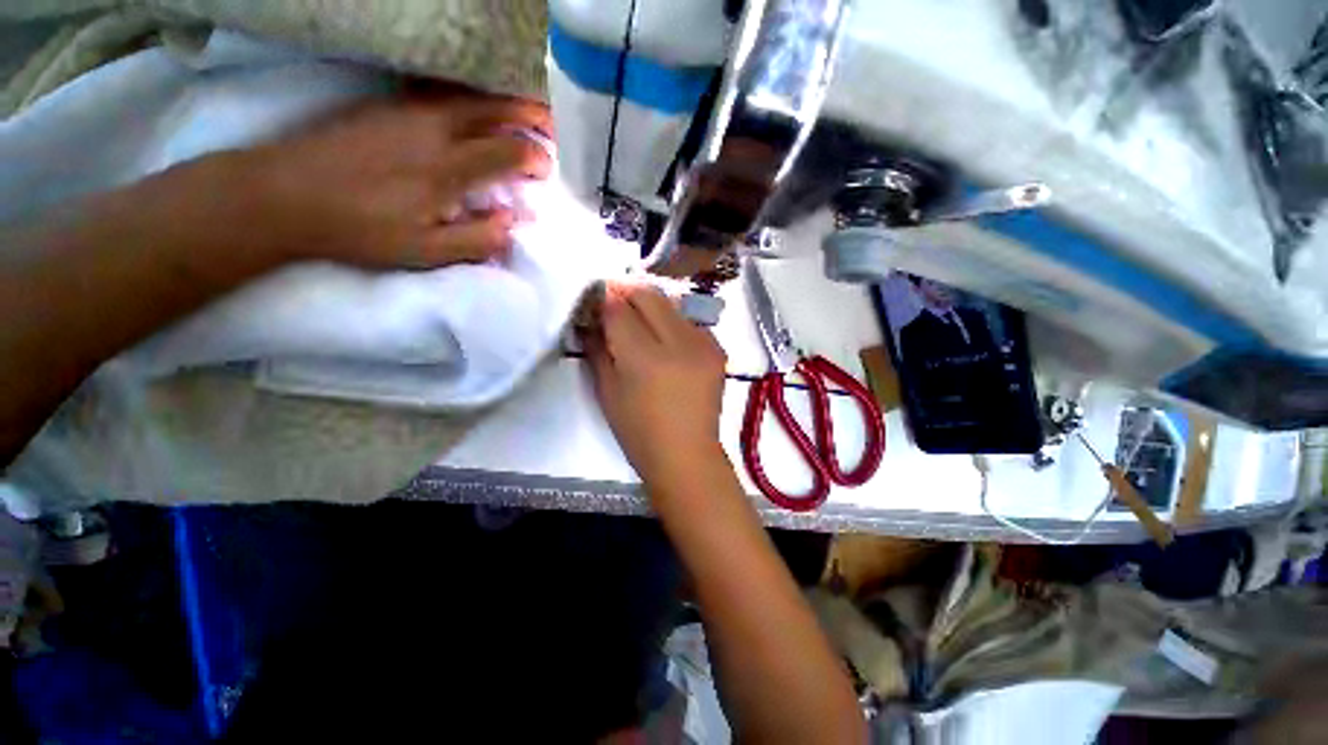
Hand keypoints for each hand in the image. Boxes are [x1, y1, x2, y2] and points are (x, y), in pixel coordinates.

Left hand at [232, 88, 551, 268]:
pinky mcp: (389, 103)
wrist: (285, 194)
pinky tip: (478, 106)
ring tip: (525, 110)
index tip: (546, 171)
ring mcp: (409, 109)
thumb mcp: (427, 251)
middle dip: (532, 113)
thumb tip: (515, 223)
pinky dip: (473, 95)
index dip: (537, 158)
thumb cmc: (361, 229)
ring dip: (505, 100)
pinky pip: (444, 90)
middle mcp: (434, 128)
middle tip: (553, 125)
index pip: (510, 151)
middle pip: (496, 107)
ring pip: (471, 93)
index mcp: (448, 169)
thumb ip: (478, 239)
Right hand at [582, 282, 727, 483]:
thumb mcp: (607, 391)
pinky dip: (673, 323)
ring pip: (671, 303)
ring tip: (640, 323)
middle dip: (627, 292)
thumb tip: (592, 318)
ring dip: (651, 306)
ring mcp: (704, 344)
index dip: (603, 298)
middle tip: (614, 302)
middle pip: (649, 295)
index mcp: (645, 359)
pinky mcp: (718, 349)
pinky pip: (690, 322)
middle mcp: (679, 343)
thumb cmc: (639, 432)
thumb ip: (598, 348)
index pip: (619, 309)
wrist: (687, 455)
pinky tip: (666, 341)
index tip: (595, 297)